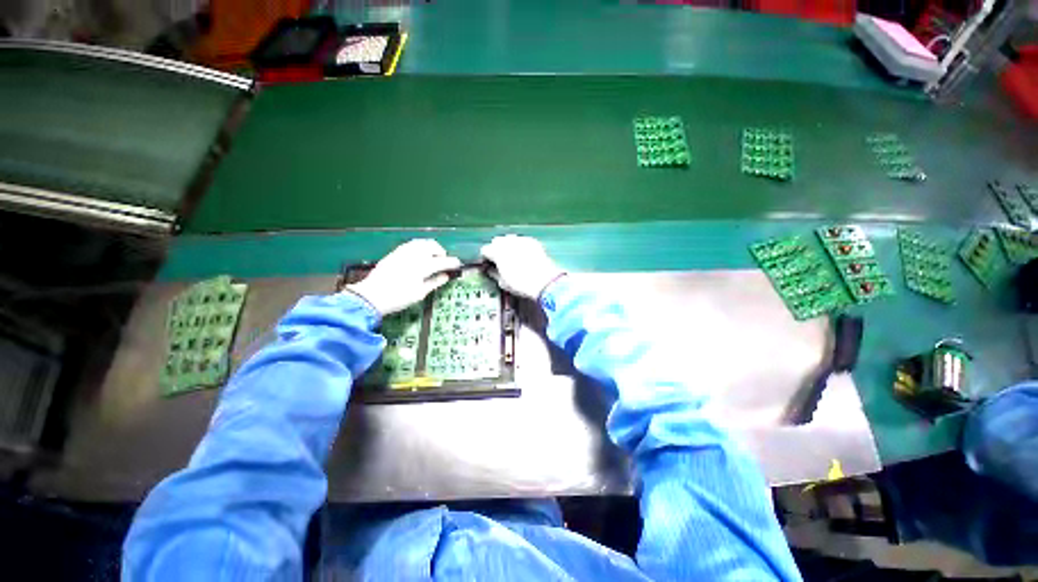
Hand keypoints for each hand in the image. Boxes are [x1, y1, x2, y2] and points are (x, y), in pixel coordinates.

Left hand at [344, 239, 461, 315]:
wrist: (372, 296)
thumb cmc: (398, 298)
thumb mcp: (420, 293)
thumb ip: (435, 282)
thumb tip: (446, 276)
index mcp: (422, 267)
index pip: (443, 261)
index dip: (452, 262)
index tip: (458, 264)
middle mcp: (414, 255)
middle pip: (433, 246)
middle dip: (441, 252)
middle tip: (443, 262)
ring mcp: (403, 252)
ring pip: (422, 242)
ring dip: (431, 248)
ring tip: (432, 257)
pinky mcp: (395, 252)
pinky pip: (412, 244)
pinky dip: (420, 247)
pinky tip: (419, 256)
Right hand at [480, 235, 564, 299]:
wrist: (544, 281)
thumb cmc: (521, 283)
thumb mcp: (503, 283)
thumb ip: (494, 273)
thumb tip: (490, 270)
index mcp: (496, 252)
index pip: (485, 250)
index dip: (485, 258)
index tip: (488, 264)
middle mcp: (507, 242)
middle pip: (497, 241)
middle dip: (496, 249)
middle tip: (499, 261)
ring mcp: (521, 240)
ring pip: (510, 239)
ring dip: (508, 246)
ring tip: (512, 257)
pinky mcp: (532, 241)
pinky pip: (522, 241)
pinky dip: (520, 246)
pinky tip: (524, 256)